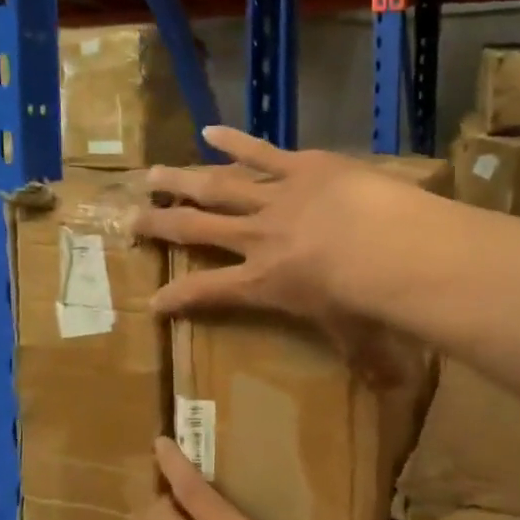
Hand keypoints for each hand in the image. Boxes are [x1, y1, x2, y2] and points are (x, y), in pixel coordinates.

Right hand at [137, 126, 412, 378]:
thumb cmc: (366, 300)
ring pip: (218, 187)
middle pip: (197, 229)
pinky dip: (234, 141)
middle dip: (161, 224)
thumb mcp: (358, 337)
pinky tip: (209, 131)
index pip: (208, 292)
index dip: (176, 298)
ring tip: (153, 174)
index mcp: (263, 282)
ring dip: (183, 180)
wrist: (386, 247)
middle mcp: (257, 238)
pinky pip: (260, 152)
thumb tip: (388, 389)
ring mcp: (275, 198)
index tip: (152, 301)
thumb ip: (366, 360)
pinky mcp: (300, 167)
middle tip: (131, 218)